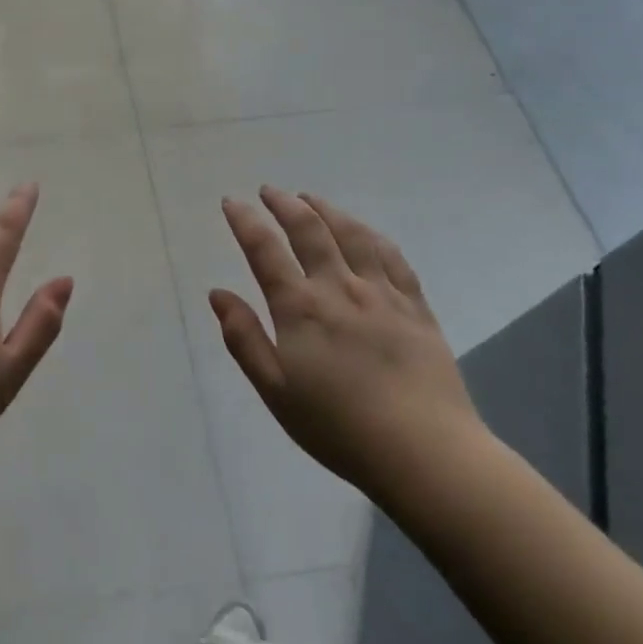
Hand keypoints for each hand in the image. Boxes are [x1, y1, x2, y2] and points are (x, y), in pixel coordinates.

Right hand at [211, 187, 481, 501]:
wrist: (424, 452)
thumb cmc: (338, 427)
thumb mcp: (275, 390)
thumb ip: (244, 338)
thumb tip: (217, 293)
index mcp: (300, 308)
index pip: (264, 250)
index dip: (245, 221)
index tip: (231, 202)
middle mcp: (339, 288)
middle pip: (310, 230)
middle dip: (285, 205)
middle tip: (269, 191)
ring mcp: (382, 294)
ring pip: (352, 234)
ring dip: (327, 210)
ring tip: (310, 198)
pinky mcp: (416, 307)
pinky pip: (392, 257)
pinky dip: (371, 235)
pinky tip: (363, 231)